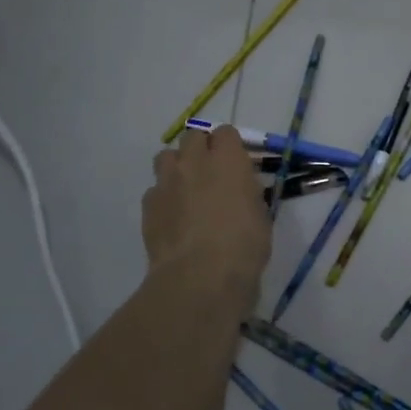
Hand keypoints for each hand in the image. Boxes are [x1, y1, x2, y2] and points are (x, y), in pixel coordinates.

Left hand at [143, 125, 270, 292]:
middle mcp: (195, 162)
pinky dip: (163, 198)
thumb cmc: (244, 246)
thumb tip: (241, 190)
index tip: (236, 163)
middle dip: (201, 149)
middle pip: (193, 137)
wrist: (201, 276)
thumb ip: (248, 194)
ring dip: (177, 166)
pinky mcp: (148, 205)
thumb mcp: (261, 216)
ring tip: (186, 190)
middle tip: (211, 174)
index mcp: (228, 160)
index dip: (230, 146)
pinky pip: (154, 190)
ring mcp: (167, 181)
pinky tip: (172, 218)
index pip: (226, 133)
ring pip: (166, 156)